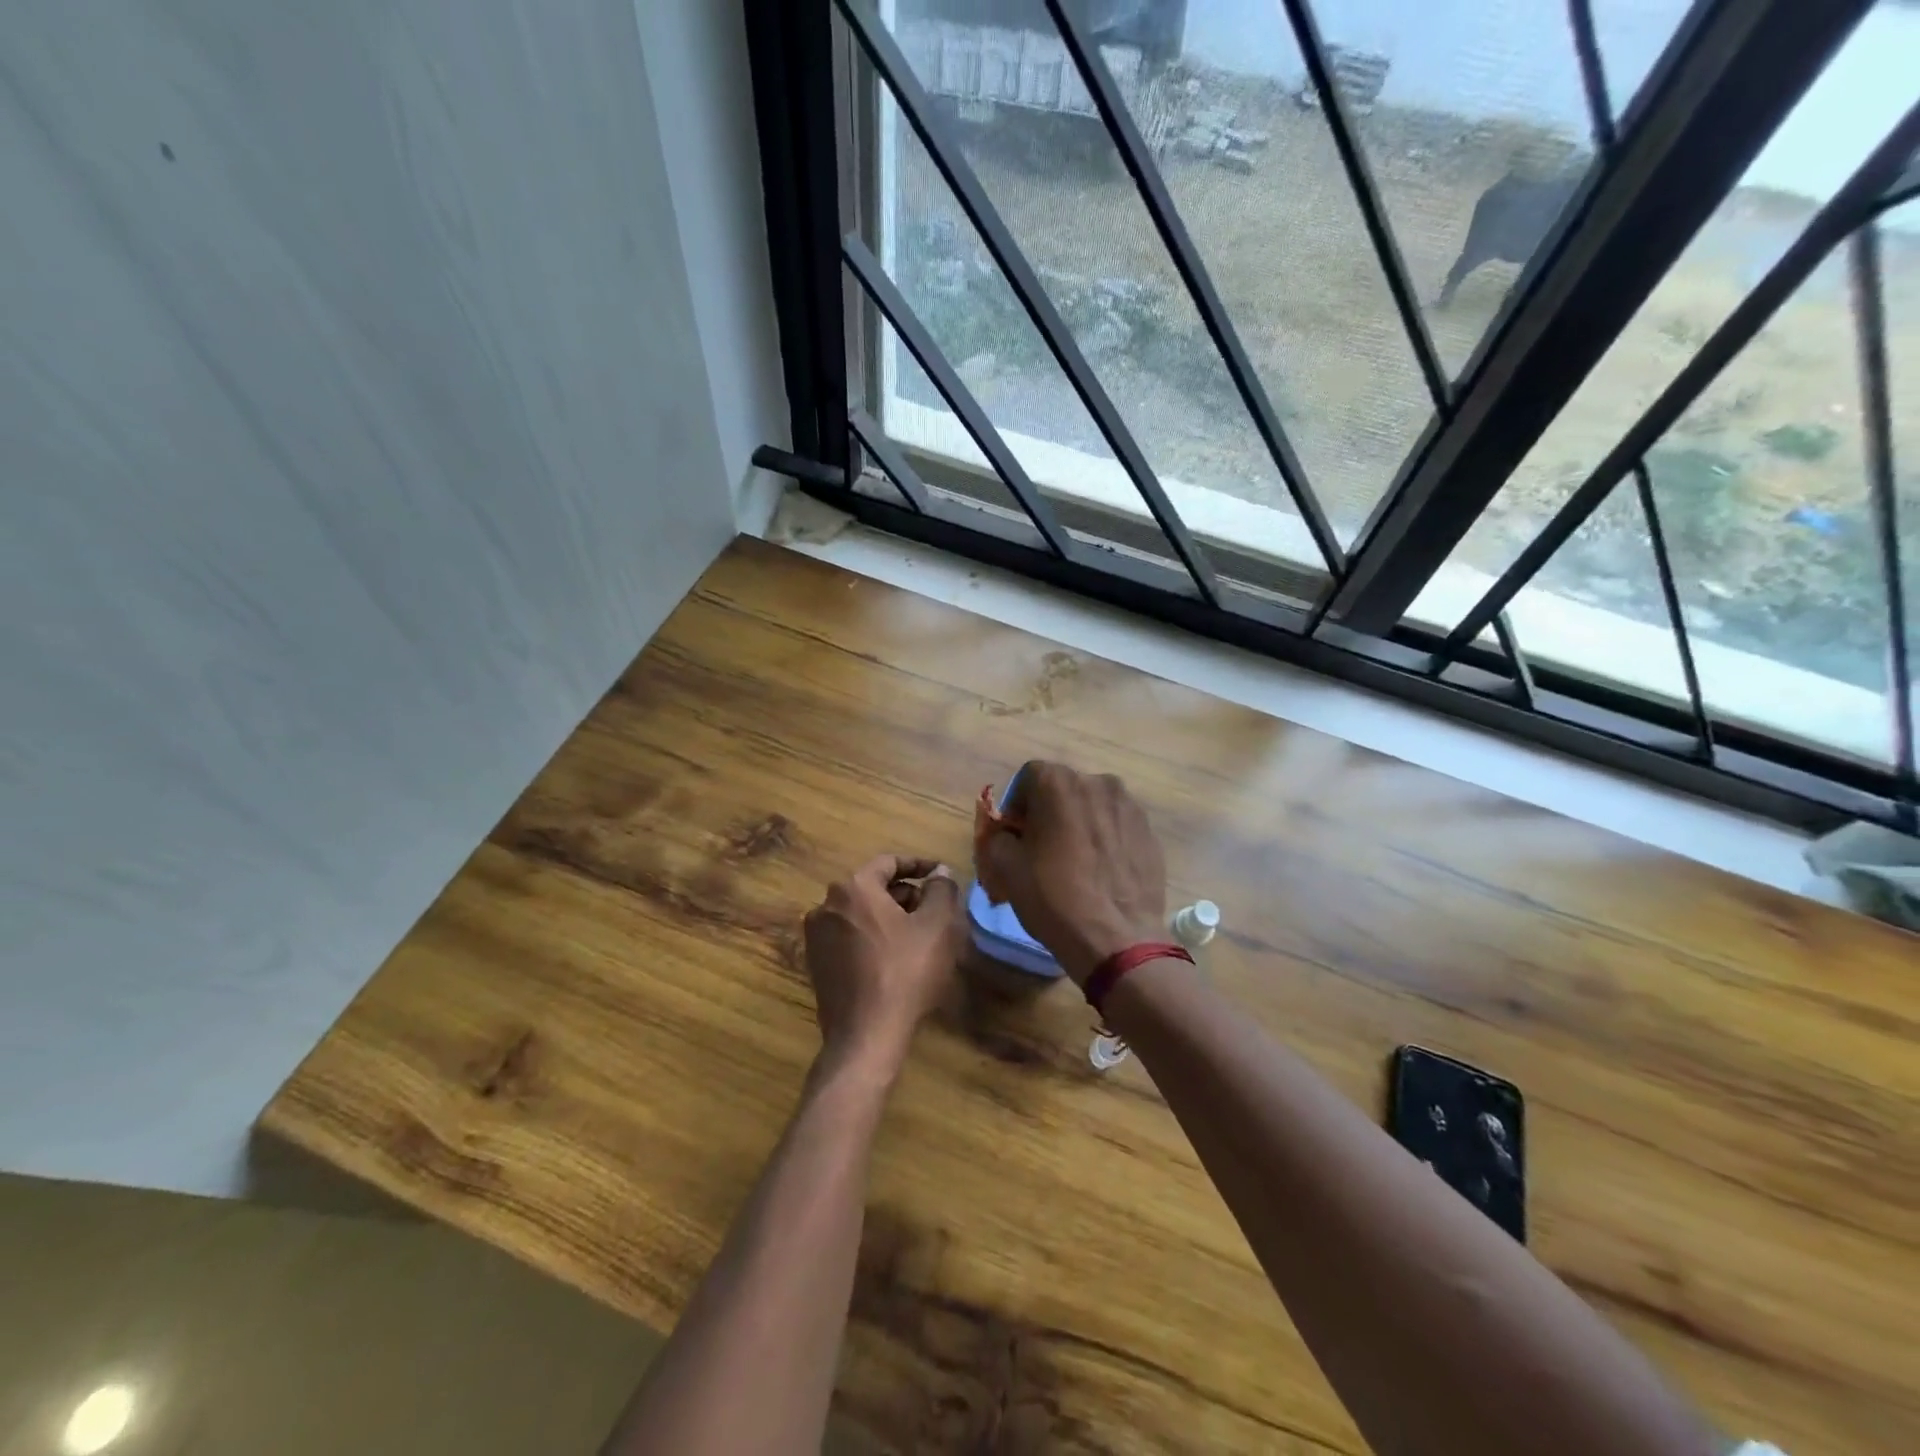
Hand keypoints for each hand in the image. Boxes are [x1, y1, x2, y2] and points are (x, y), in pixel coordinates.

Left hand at [802, 855, 964, 1077]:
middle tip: (934, 910)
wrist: (866, 1035)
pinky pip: (849, 937)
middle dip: (906, 895)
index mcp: (853, 887)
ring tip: (918, 935)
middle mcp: (827, 904)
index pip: (889, 863)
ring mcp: (816, 936)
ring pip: (861, 913)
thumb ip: (941, 890)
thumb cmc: (906, 972)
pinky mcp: (816, 963)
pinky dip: (872, 937)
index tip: (940, 875)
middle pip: (873, 888)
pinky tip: (894, 958)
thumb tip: (939, 872)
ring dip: (889, 917)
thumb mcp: (937, 926)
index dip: (919, 865)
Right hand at [979, 762, 1166, 984]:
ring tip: (1075, 861)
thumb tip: (1007, 834)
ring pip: (1093, 806)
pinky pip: (1117, 826)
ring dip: (1079, 823)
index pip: (1029, 777)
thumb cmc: (1054, 898)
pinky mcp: (1149, 831)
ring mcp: (1129, 806)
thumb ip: (998, 837)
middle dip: (1049, 811)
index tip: (1016, 835)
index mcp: (1059, 783)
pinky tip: (1100, 871)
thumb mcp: (1006, 868)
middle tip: (1043, 849)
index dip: (1018, 804)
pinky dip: (1105, 839)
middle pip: (1063, 789)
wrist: (1118, 938)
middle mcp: (1098, 782)